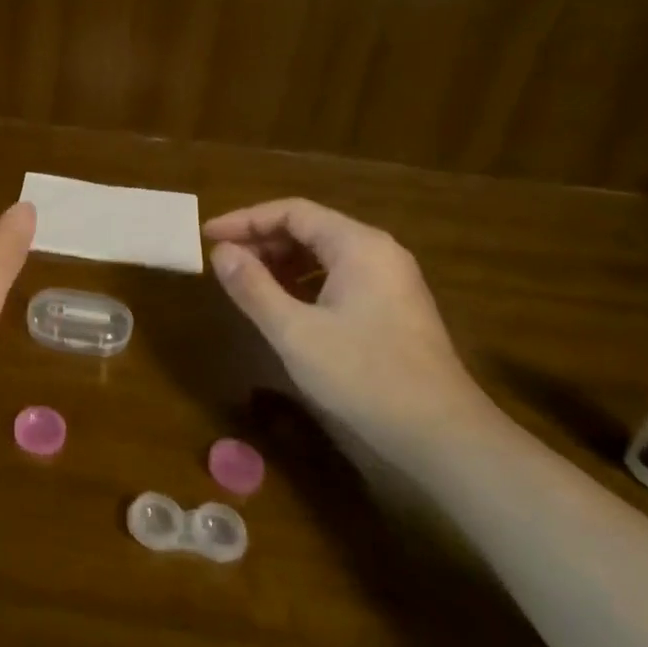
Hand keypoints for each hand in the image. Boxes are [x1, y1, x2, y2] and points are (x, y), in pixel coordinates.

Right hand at [203, 199, 490, 442]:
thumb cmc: (363, 375)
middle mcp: (378, 253)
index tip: (208, 236)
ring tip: (245, 282)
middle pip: (311, 228)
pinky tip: (283, 306)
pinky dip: (304, 283)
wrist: (439, 434)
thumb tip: (221, 252)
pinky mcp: (393, 310)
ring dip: (282, 262)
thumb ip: (253, 288)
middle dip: (262, 241)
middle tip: (222, 262)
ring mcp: (390, 282)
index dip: (245, 219)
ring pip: (325, 255)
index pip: (293, 212)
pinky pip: (339, 278)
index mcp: (358, 246)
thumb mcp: (295, 332)